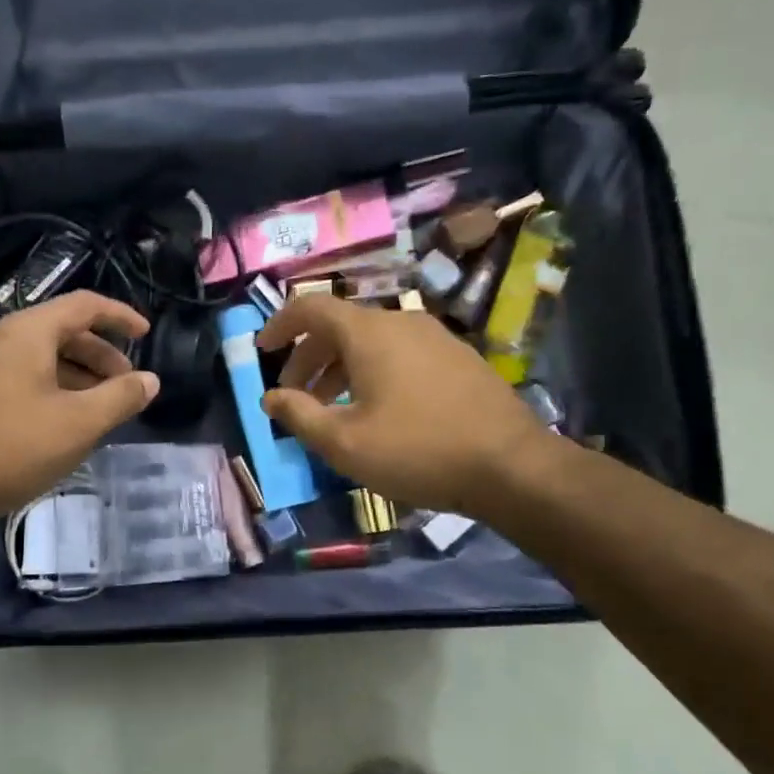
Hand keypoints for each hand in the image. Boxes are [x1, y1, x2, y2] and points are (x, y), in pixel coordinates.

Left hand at [0, 292, 159, 534]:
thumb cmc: (9, 447)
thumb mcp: (77, 424)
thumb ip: (120, 398)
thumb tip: (151, 380)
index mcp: (26, 332)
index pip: (84, 305)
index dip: (120, 316)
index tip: (147, 334)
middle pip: (62, 332)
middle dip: (101, 355)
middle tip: (127, 386)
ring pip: (40, 360)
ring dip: (77, 377)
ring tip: (100, 410)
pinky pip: (21, 380)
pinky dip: (52, 392)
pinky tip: (62, 426)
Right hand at [257, 296, 546, 517]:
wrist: (512, 466)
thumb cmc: (418, 450)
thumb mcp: (345, 443)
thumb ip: (300, 416)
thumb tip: (270, 397)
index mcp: (369, 333)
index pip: (311, 307)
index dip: (279, 325)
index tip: (261, 350)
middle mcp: (401, 322)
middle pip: (340, 326)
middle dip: (308, 357)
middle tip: (294, 394)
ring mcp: (435, 338)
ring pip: (372, 342)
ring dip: (340, 368)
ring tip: (332, 408)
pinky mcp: (458, 359)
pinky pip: (400, 354)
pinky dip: (373, 372)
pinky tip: (377, 411)